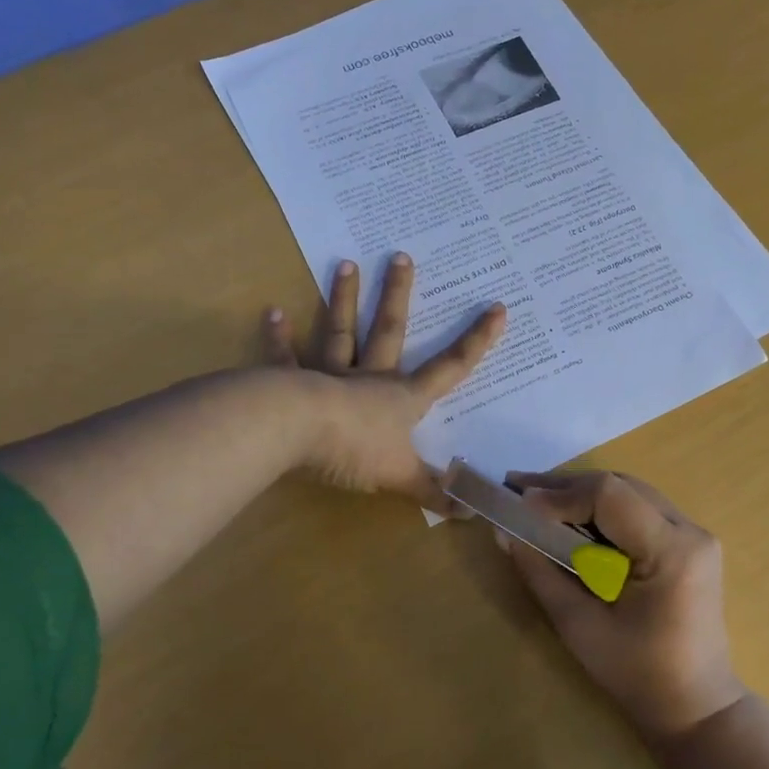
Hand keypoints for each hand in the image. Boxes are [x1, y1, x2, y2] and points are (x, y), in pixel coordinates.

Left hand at [263, 252, 505, 511]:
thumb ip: (434, 493)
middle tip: (401, 256)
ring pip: (341, 332)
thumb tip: (473, 512)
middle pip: (390, 331)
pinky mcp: (291, 383)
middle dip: (398, 295)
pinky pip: (286, 358)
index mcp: (402, 398)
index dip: (476, 342)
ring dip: (344, 299)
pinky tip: (271, 312)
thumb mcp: (401, 478)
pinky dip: (279, 337)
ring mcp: (330, 376)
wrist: (296, 434)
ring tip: (345, 262)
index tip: (497, 309)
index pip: (450, 368)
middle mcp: (369, 378)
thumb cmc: (356, 450)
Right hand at [498, 471, 745, 739]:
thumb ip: (541, 573)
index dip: (560, 494)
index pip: (610, 496)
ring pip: (628, 492)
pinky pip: (638, 509)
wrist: (695, 706)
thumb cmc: (637, 675)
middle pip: (620, 486)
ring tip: (535, 499)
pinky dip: (601, 509)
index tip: (517, 502)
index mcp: (672, 551)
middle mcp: (690, 531)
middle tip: (516, 490)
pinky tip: (570, 516)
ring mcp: (694, 534)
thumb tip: (505, 531)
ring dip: (581, 494)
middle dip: (565, 487)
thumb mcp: (579, 626)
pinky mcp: (687, 543)